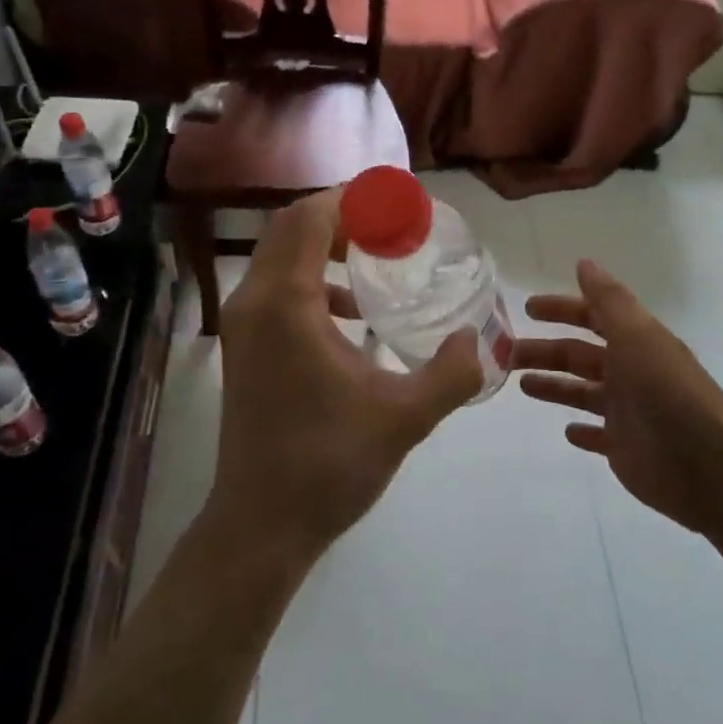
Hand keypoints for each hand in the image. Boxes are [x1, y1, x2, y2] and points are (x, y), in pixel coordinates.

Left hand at [208, 189, 483, 561]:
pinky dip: (313, 279)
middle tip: (393, 224)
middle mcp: (253, 302)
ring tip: (377, 257)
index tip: (398, 201)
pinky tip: (354, 313)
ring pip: (279, 256)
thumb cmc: (328, 465)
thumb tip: (480, 338)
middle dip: (341, 215)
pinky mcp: (243, 347)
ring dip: (325, 245)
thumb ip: (451, 372)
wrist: (261, 525)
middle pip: (290, 227)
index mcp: (286, 305)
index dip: (353, 198)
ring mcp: (242, 325)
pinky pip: (277, 287)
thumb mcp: (404, 417)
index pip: (310, 218)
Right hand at [514, 260, 722, 534]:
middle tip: (505, 352)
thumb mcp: (637, 336)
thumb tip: (584, 262)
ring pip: (582, 392)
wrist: (707, 464)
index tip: (527, 309)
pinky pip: (598, 435)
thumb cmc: (666, 392)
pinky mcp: (625, 448)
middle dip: (544, 351)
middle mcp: (630, 372)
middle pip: (579, 355)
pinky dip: (582, 431)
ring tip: (521, 384)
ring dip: (554, 385)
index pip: (592, 317)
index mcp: (635, 342)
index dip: (561, 309)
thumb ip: (609, 300)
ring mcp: (628, 412)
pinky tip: (566, 431)